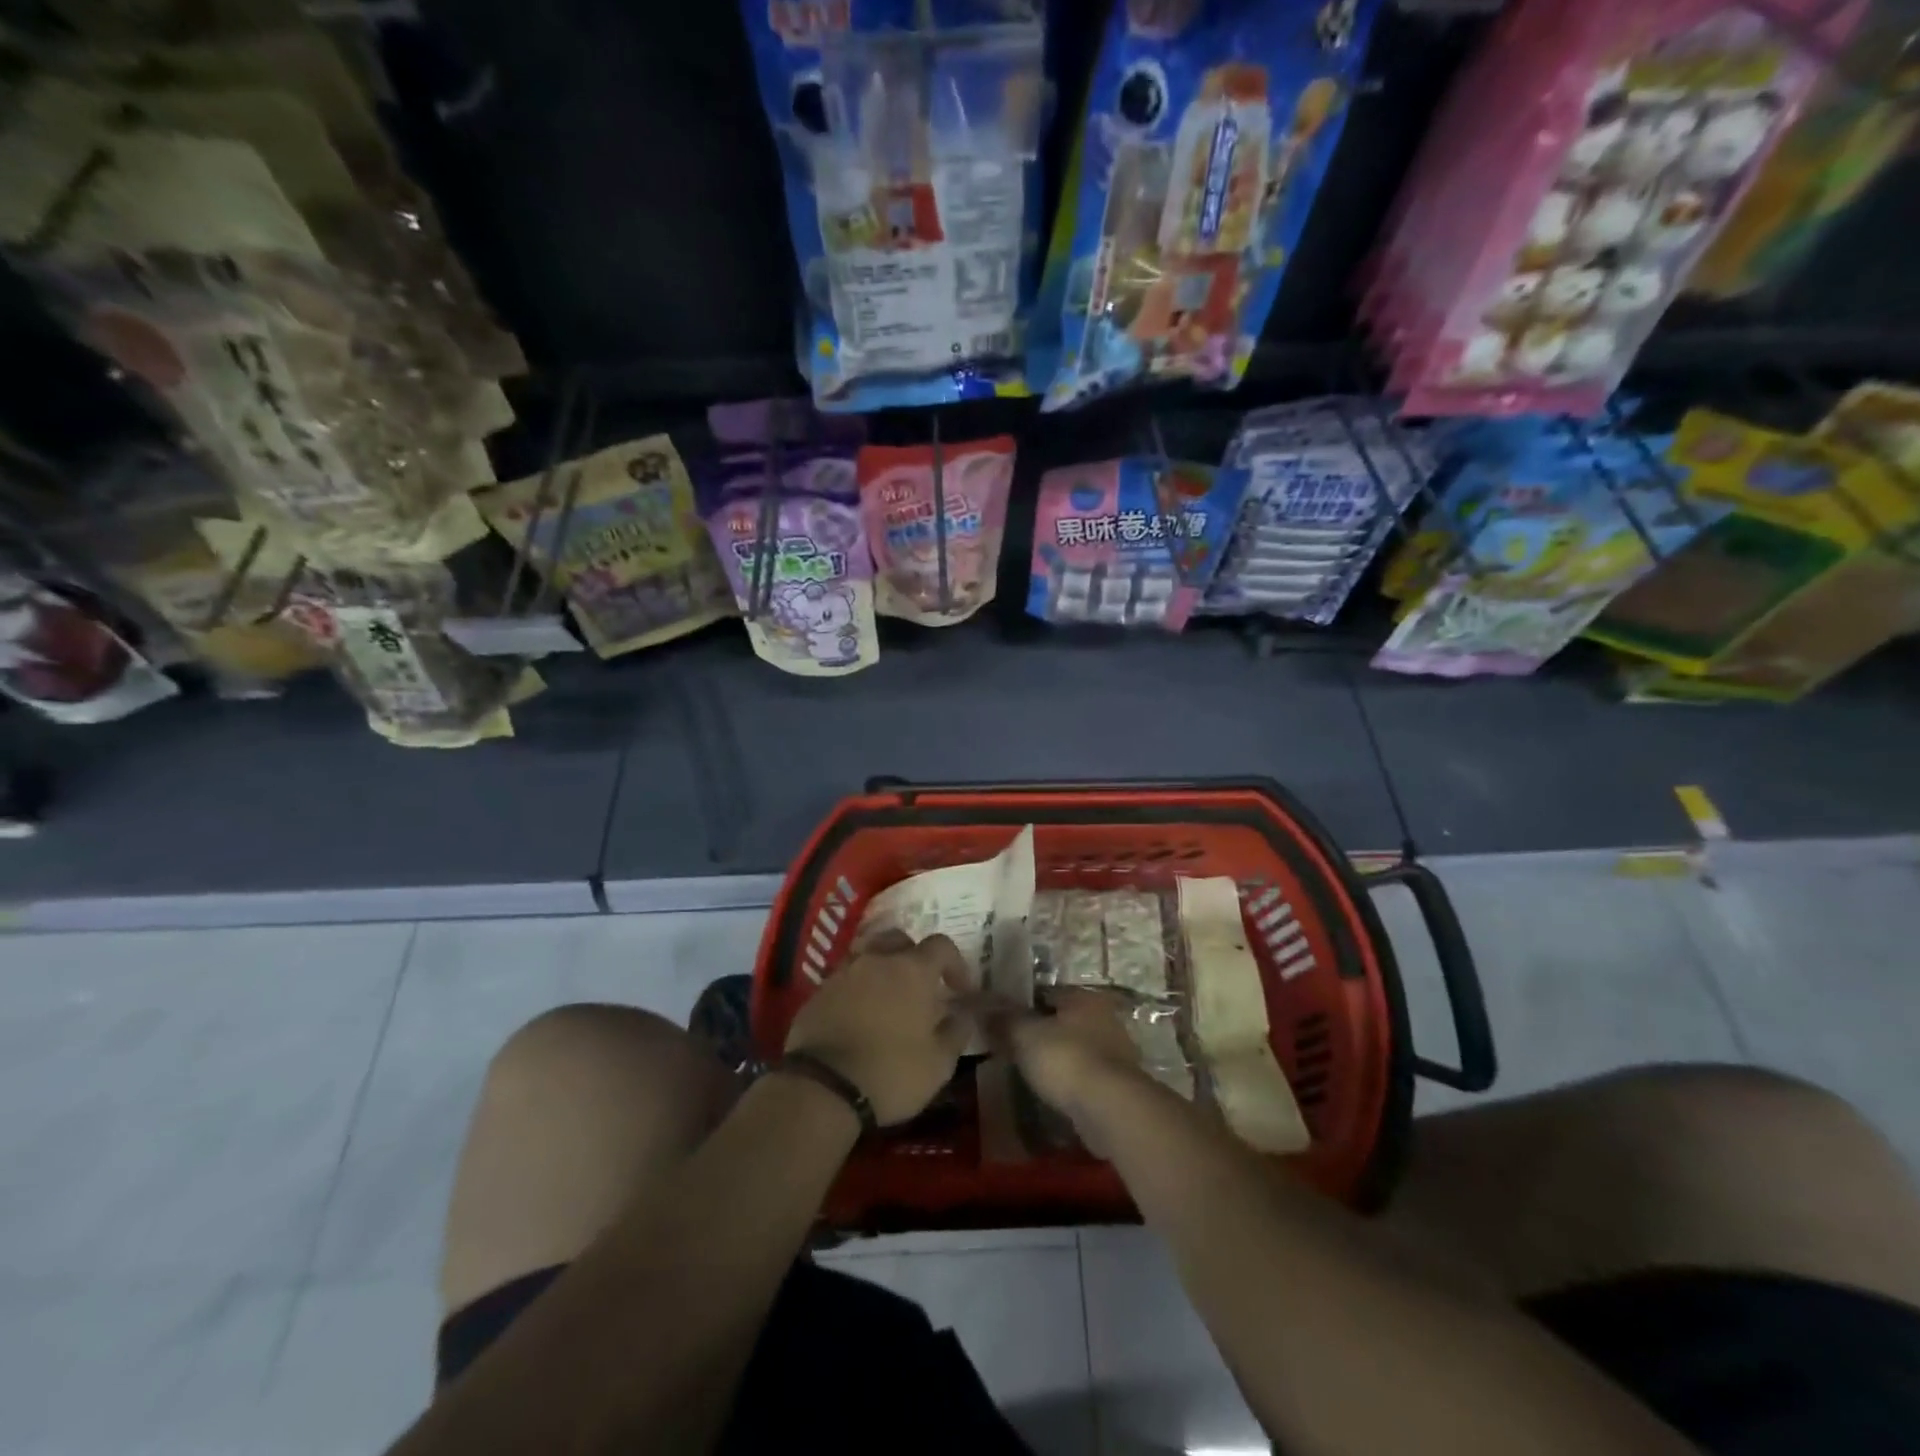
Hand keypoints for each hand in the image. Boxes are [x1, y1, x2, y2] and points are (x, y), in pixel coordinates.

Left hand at [785, 932, 973, 1126]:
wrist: (823, 1088)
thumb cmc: (891, 1073)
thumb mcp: (938, 1064)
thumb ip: (955, 1033)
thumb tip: (963, 1015)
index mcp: (912, 970)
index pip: (941, 946)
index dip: (954, 963)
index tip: (959, 990)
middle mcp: (877, 960)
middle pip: (899, 939)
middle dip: (913, 956)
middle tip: (919, 987)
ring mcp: (844, 973)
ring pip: (868, 955)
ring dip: (882, 969)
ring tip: (887, 999)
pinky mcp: (818, 992)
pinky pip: (845, 978)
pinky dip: (857, 989)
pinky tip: (859, 1016)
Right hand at [987, 988, 1146, 1129]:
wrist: (1110, 1110)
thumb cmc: (1065, 1060)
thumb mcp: (1024, 1035)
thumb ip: (1002, 1019)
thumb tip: (976, 1002)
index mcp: (1083, 998)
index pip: (1047, 992)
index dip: (1023, 1004)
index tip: (1003, 1019)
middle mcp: (1105, 1019)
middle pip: (1064, 1021)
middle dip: (1043, 1033)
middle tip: (1015, 1047)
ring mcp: (1117, 1054)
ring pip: (1077, 1049)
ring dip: (1059, 1059)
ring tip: (1031, 1073)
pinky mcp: (1120, 1087)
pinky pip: (1087, 1077)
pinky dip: (1071, 1083)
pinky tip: (1054, 1094)